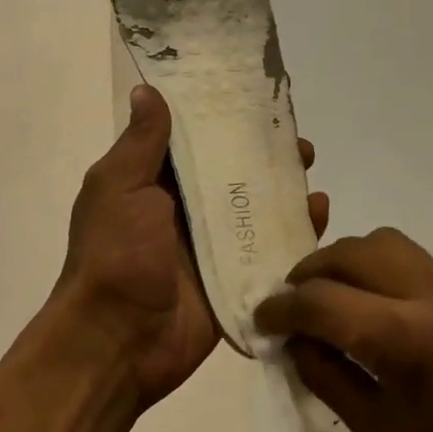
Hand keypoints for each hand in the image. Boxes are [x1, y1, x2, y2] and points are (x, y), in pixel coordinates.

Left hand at [58, 84, 326, 410]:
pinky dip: (294, 233)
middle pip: (233, 173)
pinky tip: (317, 214)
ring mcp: (213, 246)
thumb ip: (141, 143)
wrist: (117, 341)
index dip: (224, 120)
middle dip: (265, 155)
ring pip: (256, 208)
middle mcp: (186, 210)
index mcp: (155, 184)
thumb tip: (147, 89)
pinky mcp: (236, 279)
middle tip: (297, 141)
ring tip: (311, 172)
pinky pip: (270, 250)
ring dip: (284, 189)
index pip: (196, 141)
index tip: (258, 99)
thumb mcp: (118, 187)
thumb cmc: (115, 254)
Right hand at [256, 229, 432, 431]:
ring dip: (345, 265)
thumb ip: (327, 375)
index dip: (282, 309)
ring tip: (327, 304)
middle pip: (352, 253)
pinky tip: (370, 315)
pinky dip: (378, 275)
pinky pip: (412, 265)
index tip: (260, 320)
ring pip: (383, 245)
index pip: (322, 300)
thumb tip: (292, 341)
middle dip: (310, 275)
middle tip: (290, 310)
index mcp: (408, 337)